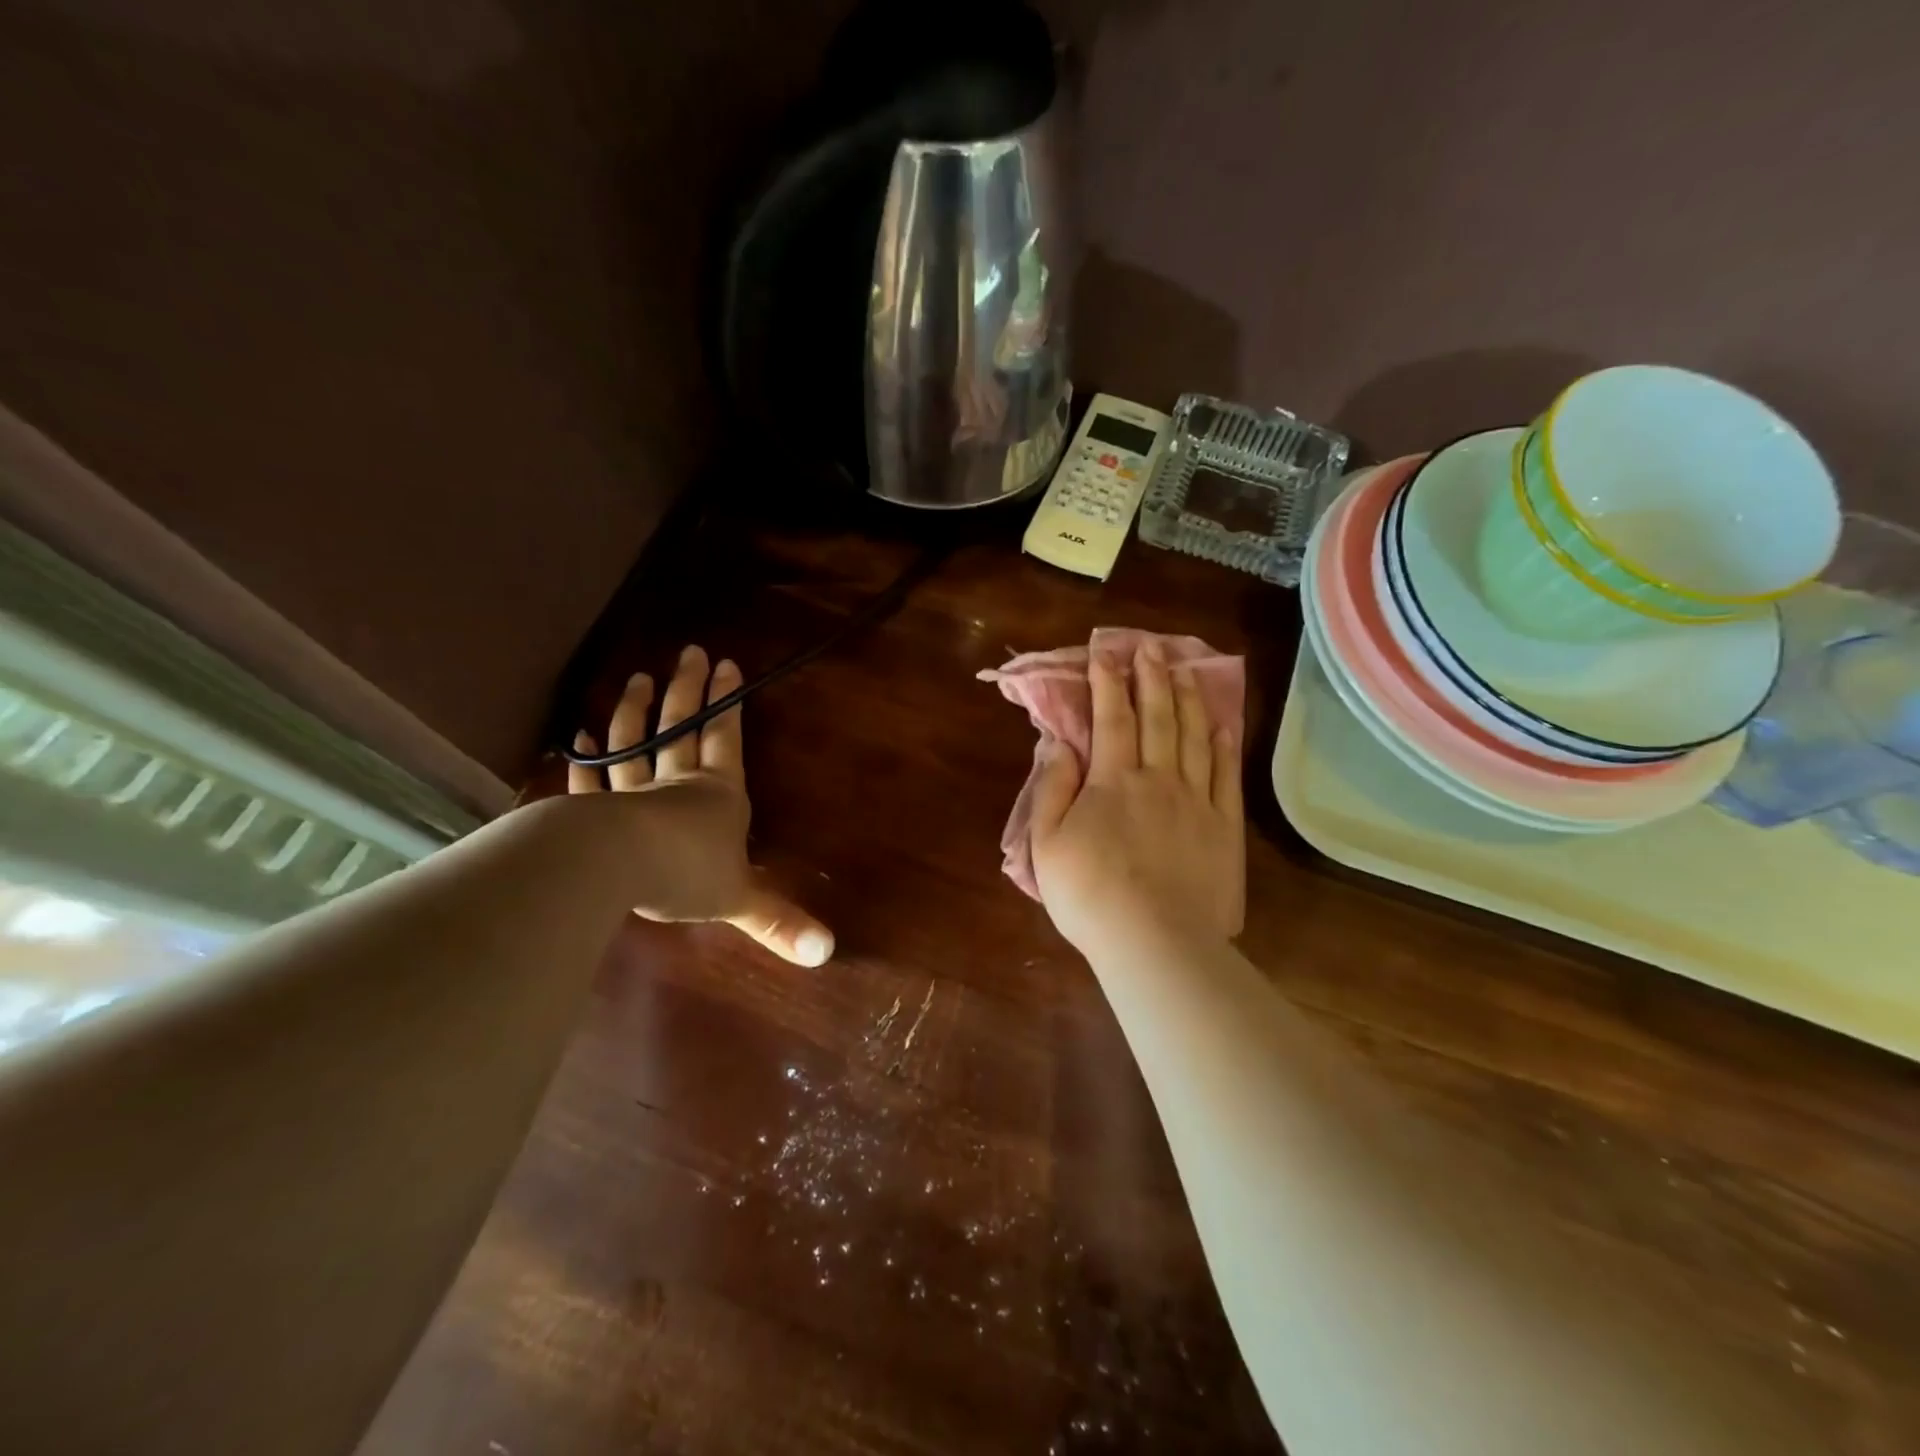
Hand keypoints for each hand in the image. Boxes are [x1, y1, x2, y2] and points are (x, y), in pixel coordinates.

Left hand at [568, 645, 832, 966]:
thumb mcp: (740, 901)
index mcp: (718, 795)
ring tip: (637, 678)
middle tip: (690, 652)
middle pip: (682, 728)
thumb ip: (780, 922)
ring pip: (634, 743)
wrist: (619, 868)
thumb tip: (829, 953)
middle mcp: (677, 784)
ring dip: (636, 711)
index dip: (728, 703)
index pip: (726, 739)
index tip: (728, 664)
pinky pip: (590, 779)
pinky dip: (585, 758)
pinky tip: (579, 737)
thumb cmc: (689, 874)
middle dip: (688, 690)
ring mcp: (632, 792)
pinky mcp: (594, 809)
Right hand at [1028, 640, 1244, 961]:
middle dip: (1151, 677)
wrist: (1156, 941)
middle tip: (1150, 647)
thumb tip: (1059, 742)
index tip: (1105, 653)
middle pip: (1158, 716)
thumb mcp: (1047, 842)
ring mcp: (1197, 800)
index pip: (1111, 718)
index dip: (1107, 682)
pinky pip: (1225, 776)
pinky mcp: (1224, 827)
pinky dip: (1223, 746)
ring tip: (1185, 670)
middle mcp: (1158, 778)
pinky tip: (1222, 725)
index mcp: (1113, 780)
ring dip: (1188, 699)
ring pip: (1194, 736)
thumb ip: (1051, 787)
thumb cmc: (1090, 893)